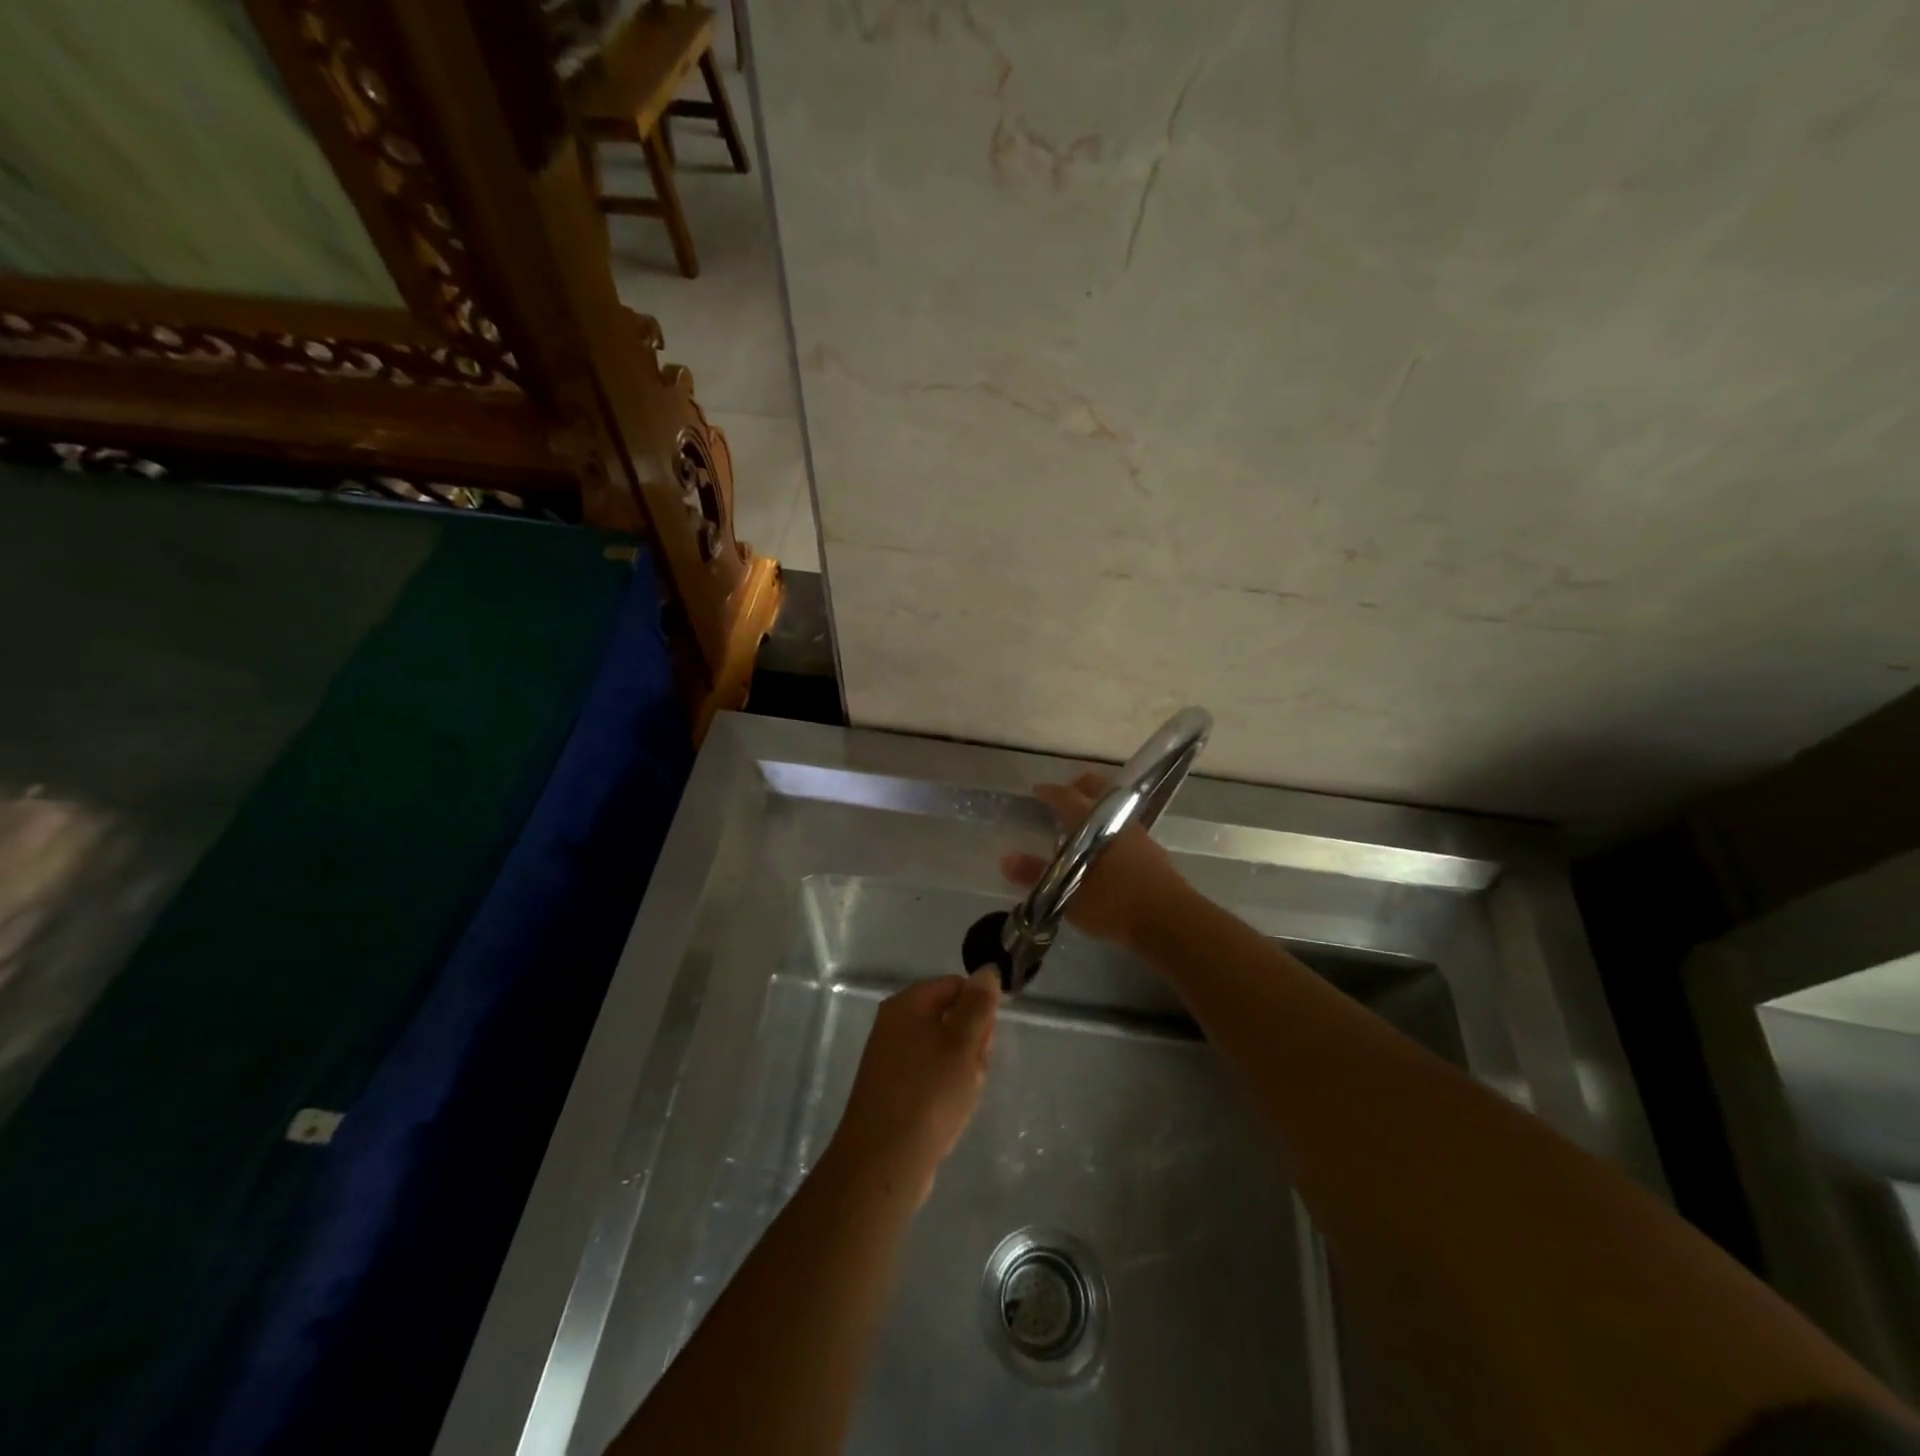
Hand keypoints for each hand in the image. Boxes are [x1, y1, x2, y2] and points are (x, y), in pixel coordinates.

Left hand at [826, 970, 999, 1205]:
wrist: (883, 1162)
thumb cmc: (928, 1094)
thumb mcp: (963, 1044)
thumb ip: (978, 1006)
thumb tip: (987, 970)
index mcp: (907, 1004)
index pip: (955, 985)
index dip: (979, 1008)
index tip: (988, 1040)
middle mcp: (894, 1025)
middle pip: (949, 1017)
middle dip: (971, 1044)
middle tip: (974, 1070)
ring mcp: (890, 1059)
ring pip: (943, 1051)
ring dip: (962, 1071)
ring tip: (963, 1097)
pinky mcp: (892, 1090)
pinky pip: (929, 1077)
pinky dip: (945, 1090)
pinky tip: (950, 1113)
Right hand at [1000, 772, 1191, 948]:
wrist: (1169, 920)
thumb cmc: (1113, 902)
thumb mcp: (1066, 892)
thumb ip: (1036, 874)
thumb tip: (1005, 859)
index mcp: (1092, 821)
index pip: (1066, 795)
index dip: (1050, 791)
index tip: (1038, 790)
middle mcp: (1117, 819)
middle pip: (1098, 788)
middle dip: (1080, 787)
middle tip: (1064, 795)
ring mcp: (1138, 833)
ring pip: (1114, 807)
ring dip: (1098, 808)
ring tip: (1081, 826)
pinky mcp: (1152, 851)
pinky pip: (1125, 827)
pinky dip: (1111, 828)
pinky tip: (1104, 850)